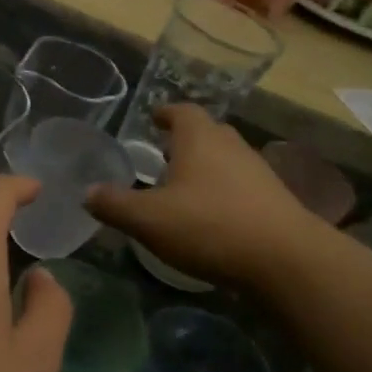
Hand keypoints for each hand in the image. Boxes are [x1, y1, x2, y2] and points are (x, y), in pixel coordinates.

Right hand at [86, 106, 320, 286]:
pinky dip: (223, 192)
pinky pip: (241, 186)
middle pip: (207, 132)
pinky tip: (211, 217)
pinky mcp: (274, 200)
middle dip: (185, 141)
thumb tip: (87, 193)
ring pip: (226, 159)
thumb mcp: (148, 219)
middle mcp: (231, 146)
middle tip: (163, 154)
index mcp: (199, 139)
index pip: (182, 111)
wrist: (285, 260)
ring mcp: (257, 172)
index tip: (154, 118)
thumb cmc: (209, 226)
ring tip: (183, 188)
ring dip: (206, 167)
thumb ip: (114, 204)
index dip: (166, 113)